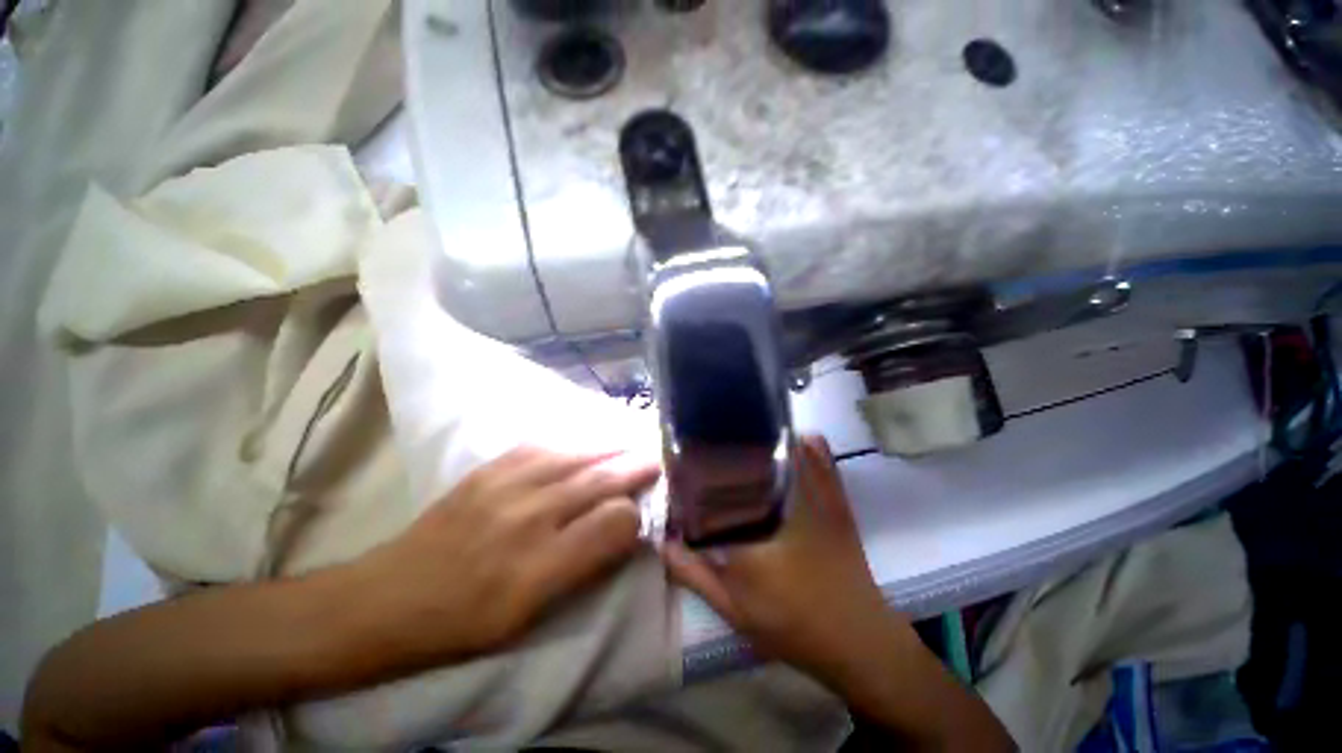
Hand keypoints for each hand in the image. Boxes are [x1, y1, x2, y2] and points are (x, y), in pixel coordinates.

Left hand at [360, 447, 660, 663]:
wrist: (389, 598)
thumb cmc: (465, 621)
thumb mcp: (530, 618)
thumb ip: (583, 569)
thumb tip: (621, 531)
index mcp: (539, 568)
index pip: (611, 525)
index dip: (634, 515)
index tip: (643, 512)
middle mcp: (528, 518)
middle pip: (598, 481)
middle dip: (634, 468)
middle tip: (656, 459)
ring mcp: (505, 486)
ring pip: (576, 456)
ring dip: (609, 450)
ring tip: (629, 446)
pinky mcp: (488, 470)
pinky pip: (542, 445)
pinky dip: (572, 442)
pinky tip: (584, 442)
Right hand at [665, 437, 1014, 750]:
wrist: (859, 640)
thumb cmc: (793, 625)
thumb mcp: (734, 607)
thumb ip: (694, 573)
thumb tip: (661, 541)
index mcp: (757, 522)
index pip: (717, 478)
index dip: (696, 464)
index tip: (681, 460)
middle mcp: (785, 497)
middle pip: (750, 451)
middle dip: (726, 443)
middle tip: (707, 446)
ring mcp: (817, 492)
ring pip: (785, 445)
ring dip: (760, 437)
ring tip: (737, 437)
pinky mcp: (836, 496)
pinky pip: (819, 454)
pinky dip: (800, 442)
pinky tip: (783, 444)